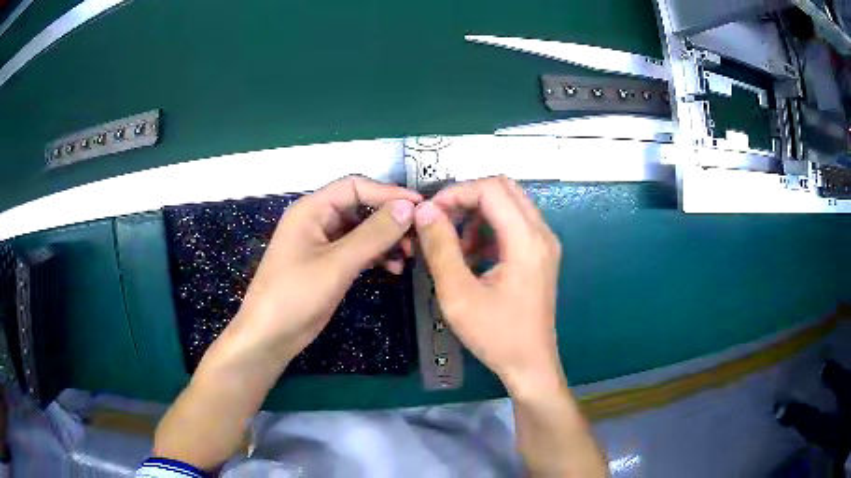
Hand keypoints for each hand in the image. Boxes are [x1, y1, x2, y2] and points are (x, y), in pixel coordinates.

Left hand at [226, 175, 420, 367]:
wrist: (270, 336)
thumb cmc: (295, 295)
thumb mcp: (337, 263)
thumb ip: (373, 234)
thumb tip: (409, 207)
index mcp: (312, 209)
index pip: (355, 187)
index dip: (388, 192)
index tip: (420, 206)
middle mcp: (318, 220)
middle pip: (361, 207)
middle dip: (390, 219)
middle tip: (418, 236)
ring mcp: (324, 243)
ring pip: (362, 230)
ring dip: (386, 239)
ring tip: (409, 255)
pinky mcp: (329, 264)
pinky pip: (358, 251)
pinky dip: (377, 256)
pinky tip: (393, 269)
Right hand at [414, 176, 562, 391]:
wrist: (530, 365)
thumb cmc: (496, 335)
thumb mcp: (459, 295)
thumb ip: (440, 248)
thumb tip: (424, 210)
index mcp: (527, 240)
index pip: (491, 189)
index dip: (456, 192)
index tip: (429, 214)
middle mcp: (542, 233)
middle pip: (504, 188)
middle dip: (467, 197)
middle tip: (439, 220)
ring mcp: (545, 243)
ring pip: (509, 204)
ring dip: (478, 214)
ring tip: (454, 244)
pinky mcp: (540, 255)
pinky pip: (514, 224)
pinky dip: (489, 228)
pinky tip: (471, 256)